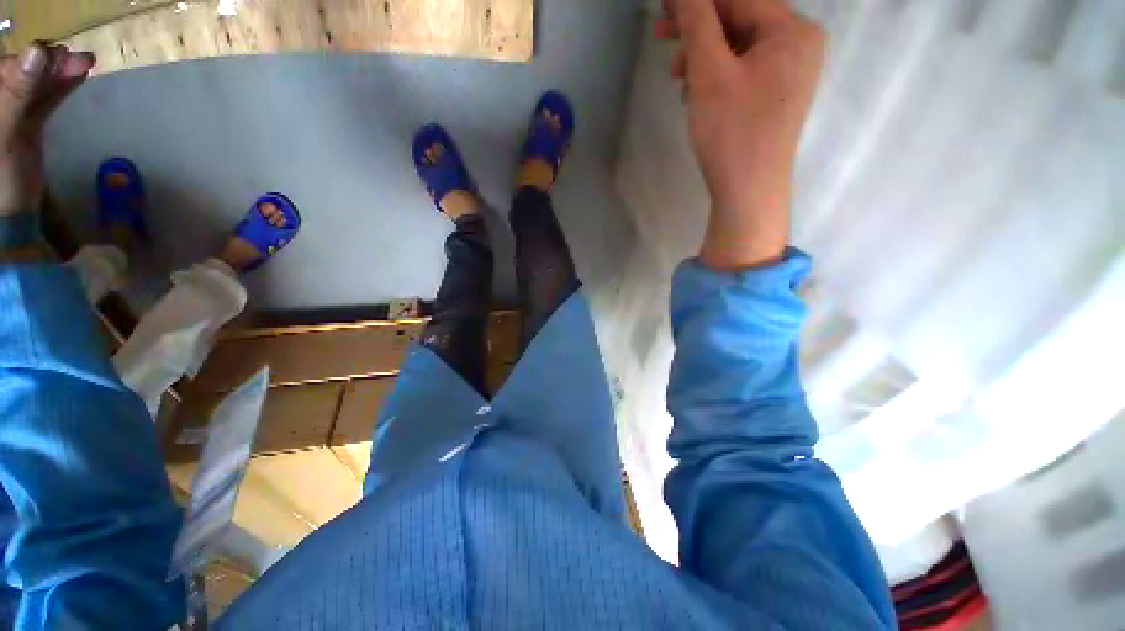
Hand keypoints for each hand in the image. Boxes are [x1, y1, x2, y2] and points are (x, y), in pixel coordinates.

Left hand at [0, 44, 94, 216]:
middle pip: (23, 71)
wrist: (9, 211)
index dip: (30, 57)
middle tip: (80, 58)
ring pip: (37, 82)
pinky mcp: (26, 122)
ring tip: (86, 63)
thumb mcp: (5, 133)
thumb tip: (38, 52)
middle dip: (50, 63)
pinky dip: (61, 86)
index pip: (6, 66)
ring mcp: (11, 110)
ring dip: (60, 72)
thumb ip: (16, 93)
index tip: (57, 53)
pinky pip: (44, 97)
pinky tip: (78, 75)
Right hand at [659, 0, 824, 269]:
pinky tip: (696, 94)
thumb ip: (698, 24)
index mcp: (793, 31)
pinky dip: (716, 78)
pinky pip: (742, 73)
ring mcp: (788, 74)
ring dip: (703, 58)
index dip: (698, 1)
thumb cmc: (732, 133)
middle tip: (661, 36)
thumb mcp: (710, 74)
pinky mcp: (774, 98)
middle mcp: (798, 46)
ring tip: (678, 80)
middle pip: (740, 22)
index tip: (664, 8)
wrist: (748, 194)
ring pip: (738, 49)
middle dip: (698, 31)